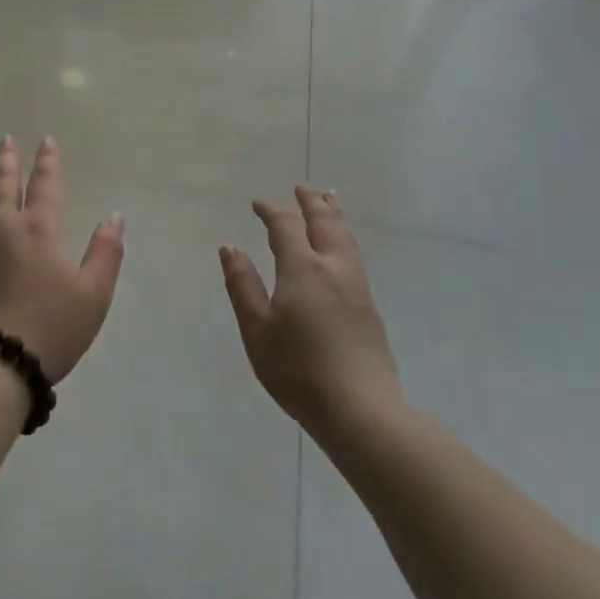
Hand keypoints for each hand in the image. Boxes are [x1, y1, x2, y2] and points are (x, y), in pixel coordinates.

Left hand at [0, 137, 125, 383]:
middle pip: (4, 184)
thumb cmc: (48, 330)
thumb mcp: (92, 296)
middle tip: (5, 140)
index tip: (46, 141)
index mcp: (39, 230)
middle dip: (7, 160)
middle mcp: (2, 226)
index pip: (46, 185)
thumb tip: (114, 216)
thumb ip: (105, 253)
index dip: (48, 162)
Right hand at [220, 187, 401, 440]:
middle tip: (302, 188)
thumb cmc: (298, 370)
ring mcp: (356, 287)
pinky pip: (354, 255)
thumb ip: (243, 285)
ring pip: (345, 238)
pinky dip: (344, 237)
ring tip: (328, 201)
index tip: (258, 204)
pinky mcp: (369, 308)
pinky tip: (341, 247)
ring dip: (333, 215)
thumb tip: (230, 247)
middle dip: (311, 203)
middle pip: (324, 224)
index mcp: (303, 269)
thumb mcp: (257, 329)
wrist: (361, 410)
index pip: (285, 227)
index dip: (271, 211)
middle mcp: (333, 268)